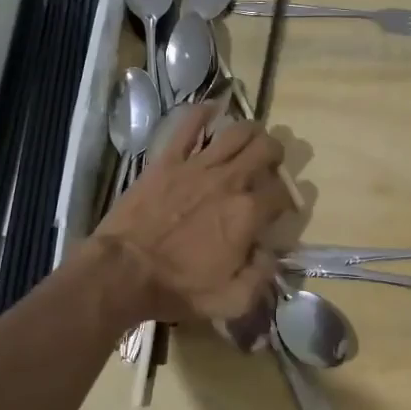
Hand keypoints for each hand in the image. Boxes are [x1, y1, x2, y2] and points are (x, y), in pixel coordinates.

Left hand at [91, 102, 291, 321]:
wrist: (123, 272)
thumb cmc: (177, 289)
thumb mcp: (231, 301)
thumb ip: (261, 277)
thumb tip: (271, 254)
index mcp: (247, 214)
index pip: (282, 194)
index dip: (288, 199)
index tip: (282, 208)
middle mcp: (229, 181)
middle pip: (266, 150)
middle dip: (275, 154)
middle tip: (271, 163)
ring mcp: (197, 166)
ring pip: (236, 132)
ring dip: (251, 130)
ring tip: (252, 136)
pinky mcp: (167, 160)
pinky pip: (188, 126)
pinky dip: (202, 113)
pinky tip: (212, 109)